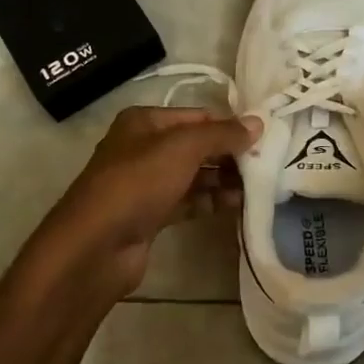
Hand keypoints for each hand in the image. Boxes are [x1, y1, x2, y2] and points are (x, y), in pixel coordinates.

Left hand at [29, 107, 260, 300]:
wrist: (96, 246)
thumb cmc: (138, 183)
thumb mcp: (183, 148)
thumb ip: (222, 134)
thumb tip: (258, 123)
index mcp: (145, 122)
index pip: (198, 116)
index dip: (230, 125)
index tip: (265, 138)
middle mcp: (144, 147)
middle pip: (197, 146)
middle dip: (229, 155)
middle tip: (266, 165)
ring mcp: (146, 183)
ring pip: (194, 175)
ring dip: (224, 180)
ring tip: (258, 187)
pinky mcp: (151, 214)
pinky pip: (188, 201)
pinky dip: (211, 201)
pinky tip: (238, 206)